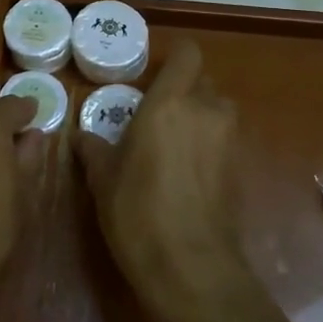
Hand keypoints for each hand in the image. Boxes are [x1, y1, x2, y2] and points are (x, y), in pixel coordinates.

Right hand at [73, 41, 252, 318]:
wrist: (191, 267)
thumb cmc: (137, 212)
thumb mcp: (103, 180)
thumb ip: (94, 149)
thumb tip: (81, 136)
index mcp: (169, 103)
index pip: (187, 54)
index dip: (174, 58)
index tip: (153, 76)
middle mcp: (206, 111)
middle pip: (203, 81)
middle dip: (183, 90)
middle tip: (155, 114)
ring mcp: (229, 140)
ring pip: (217, 110)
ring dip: (199, 117)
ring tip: (171, 143)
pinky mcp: (241, 168)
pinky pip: (224, 140)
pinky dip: (209, 146)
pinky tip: (186, 173)